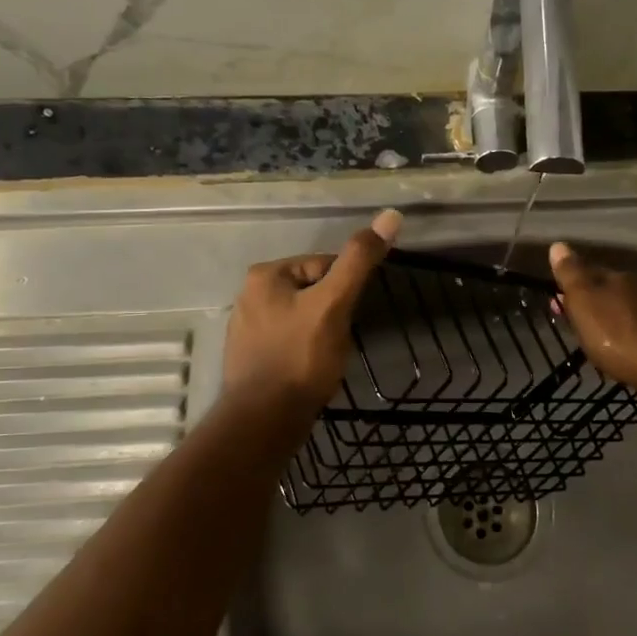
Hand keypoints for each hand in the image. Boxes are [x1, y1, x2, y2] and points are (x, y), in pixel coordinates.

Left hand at [223, 209, 402, 408]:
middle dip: (332, 314)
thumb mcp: (334, 304)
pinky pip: (288, 342)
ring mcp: (246, 328)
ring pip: (302, 319)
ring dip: (319, 334)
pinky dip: (303, 352)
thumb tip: (390, 215)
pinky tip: (309, 372)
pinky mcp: (250, 357)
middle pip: (312, 292)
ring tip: (325, 359)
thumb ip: (359, 260)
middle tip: (337, 342)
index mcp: (265, 275)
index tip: (348, 318)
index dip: (345, 290)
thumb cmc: (301, 357)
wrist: (265, 420)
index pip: (323, 266)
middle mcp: (249, 295)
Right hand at [548, 241, 636, 393]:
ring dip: (604, 316)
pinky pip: (632, 325)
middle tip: (570, 318)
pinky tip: (615, 343)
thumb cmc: (614, 333)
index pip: (587, 270)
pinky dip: (619, 331)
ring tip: (590, 333)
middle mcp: (636, 287)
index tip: (555, 298)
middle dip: (587, 300)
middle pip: (604, 288)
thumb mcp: (583, 301)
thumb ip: (571, 274)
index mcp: (615, 276)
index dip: (569, 283)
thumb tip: (558, 245)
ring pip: (619, 307)